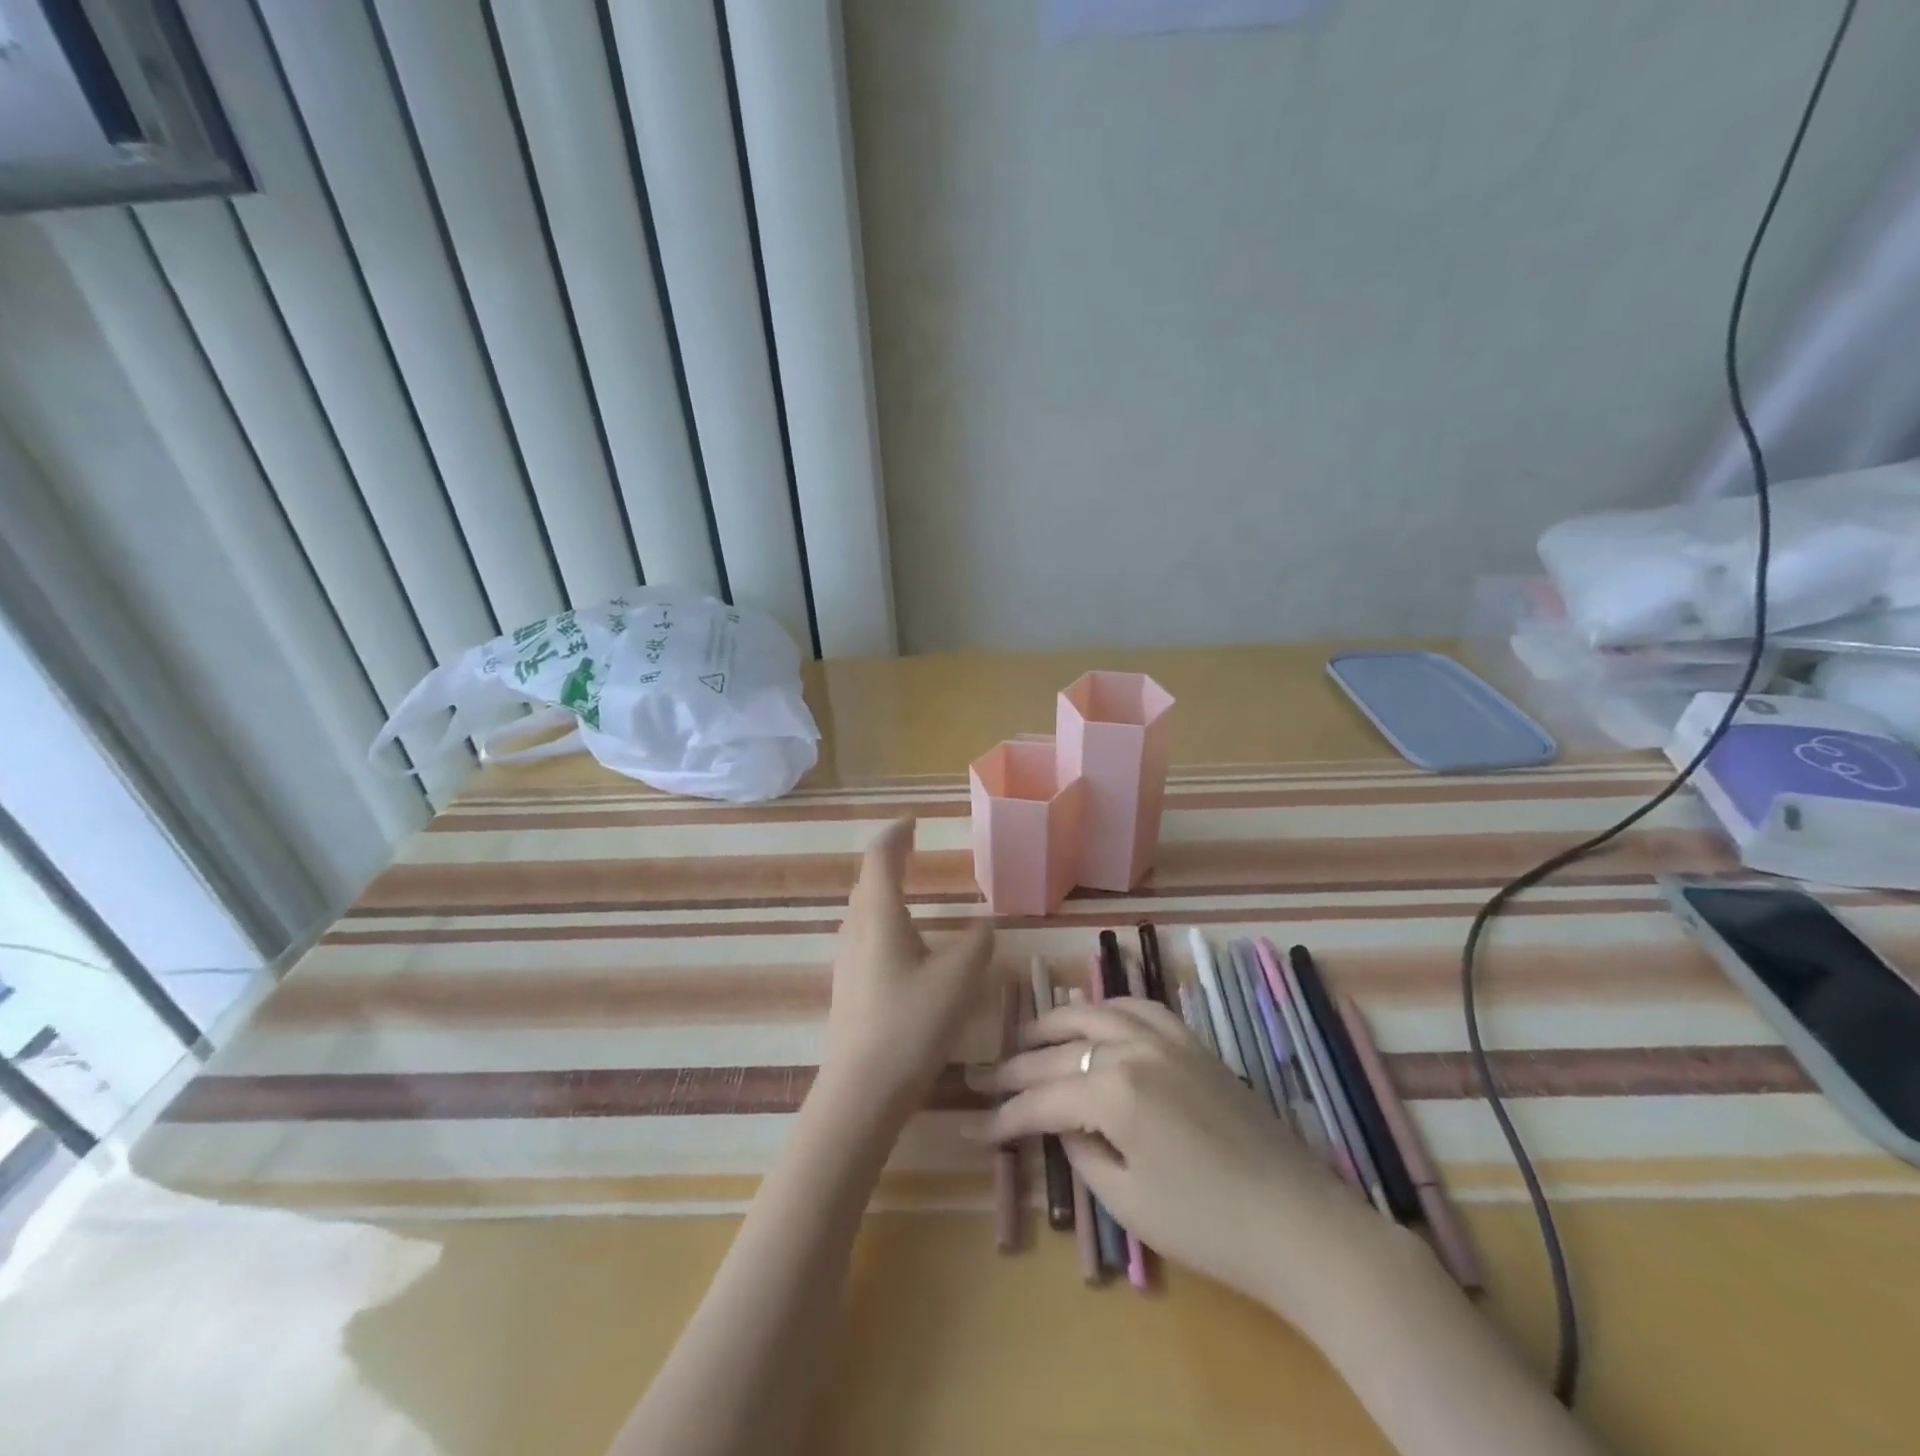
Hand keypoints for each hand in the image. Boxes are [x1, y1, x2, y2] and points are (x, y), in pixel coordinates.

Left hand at [820, 819, 994, 1115]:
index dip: (896, 834)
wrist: (862, 1090)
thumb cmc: (910, 1024)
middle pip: (868, 880)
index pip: (880, 857)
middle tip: (914, 849)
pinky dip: (882, 918)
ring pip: (863, 908)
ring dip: (884, 889)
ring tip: (910, 889)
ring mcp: (846, 958)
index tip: (913, 821)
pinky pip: (864, 933)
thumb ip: (976, 945)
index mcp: (879, 916)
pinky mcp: (847, 984)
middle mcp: (856, 929)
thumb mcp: (957, 980)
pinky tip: (902, 941)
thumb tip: (985, 926)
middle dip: (889, 859)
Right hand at [973, 996, 1389, 1328]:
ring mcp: (1167, 1038)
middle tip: (984, 1077)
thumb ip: (1083, 1154)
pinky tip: (1095, 1017)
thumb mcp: (1128, 1203)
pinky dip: (1108, 1008)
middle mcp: (1134, 1049)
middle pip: (1060, 1050)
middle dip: (1017, 1068)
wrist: (1298, 1224)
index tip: (974, 1126)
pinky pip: (1140, 1007)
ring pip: (1096, 1013)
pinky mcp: (1193, 1042)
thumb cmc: (1208, 1226)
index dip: (1004, 1116)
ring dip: (1056, 1022)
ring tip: (1028, 1036)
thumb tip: (1063, 1126)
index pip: (1042, 1099)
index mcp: (1114, 1092)